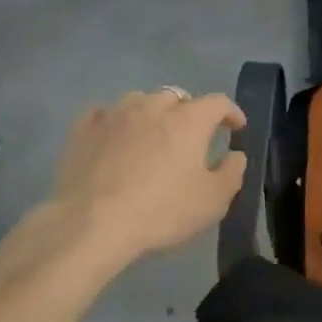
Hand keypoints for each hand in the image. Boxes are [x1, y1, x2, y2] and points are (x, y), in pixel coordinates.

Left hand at [43, 89, 247, 272]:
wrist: (92, 223)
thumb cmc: (161, 210)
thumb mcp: (212, 201)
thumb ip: (232, 172)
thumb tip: (236, 155)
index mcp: (189, 120)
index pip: (218, 103)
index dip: (231, 112)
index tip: (236, 127)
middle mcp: (153, 106)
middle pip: (177, 97)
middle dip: (189, 113)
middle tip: (191, 137)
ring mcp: (116, 113)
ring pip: (140, 101)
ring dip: (152, 113)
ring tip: (151, 135)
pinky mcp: (84, 128)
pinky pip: (105, 113)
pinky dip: (116, 121)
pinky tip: (114, 136)